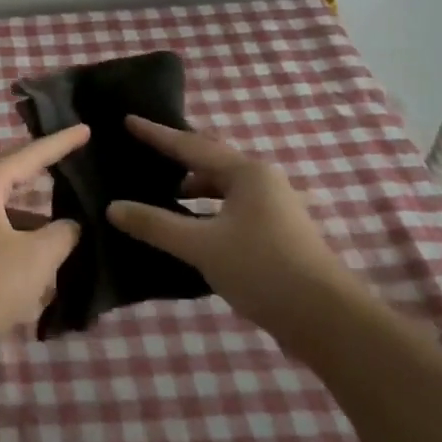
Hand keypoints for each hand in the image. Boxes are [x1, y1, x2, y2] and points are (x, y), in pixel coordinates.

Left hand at [0, 125, 88, 374]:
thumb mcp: (38, 257)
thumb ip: (62, 234)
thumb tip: (69, 226)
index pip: (28, 155)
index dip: (60, 143)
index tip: (85, 130)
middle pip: (10, 178)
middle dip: (41, 173)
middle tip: (70, 161)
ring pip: (3, 214)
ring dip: (33, 221)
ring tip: (66, 230)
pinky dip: (18, 247)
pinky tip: (40, 272)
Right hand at [107, 116, 357, 326]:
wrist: (327, 320)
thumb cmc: (262, 269)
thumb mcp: (201, 246)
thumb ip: (155, 224)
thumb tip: (113, 207)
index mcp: (246, 173)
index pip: (191, 145)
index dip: (157, 135)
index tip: (129, 120)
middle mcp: (262, 181)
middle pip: (211, 160)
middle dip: (178, 156)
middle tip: (144, 150)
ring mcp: (274, 208)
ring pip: (223, 187)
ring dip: (193, 188)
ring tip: (161, 191)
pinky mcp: (277, 234)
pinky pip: (231, 208)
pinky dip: (206, 210)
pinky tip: (190, 226)